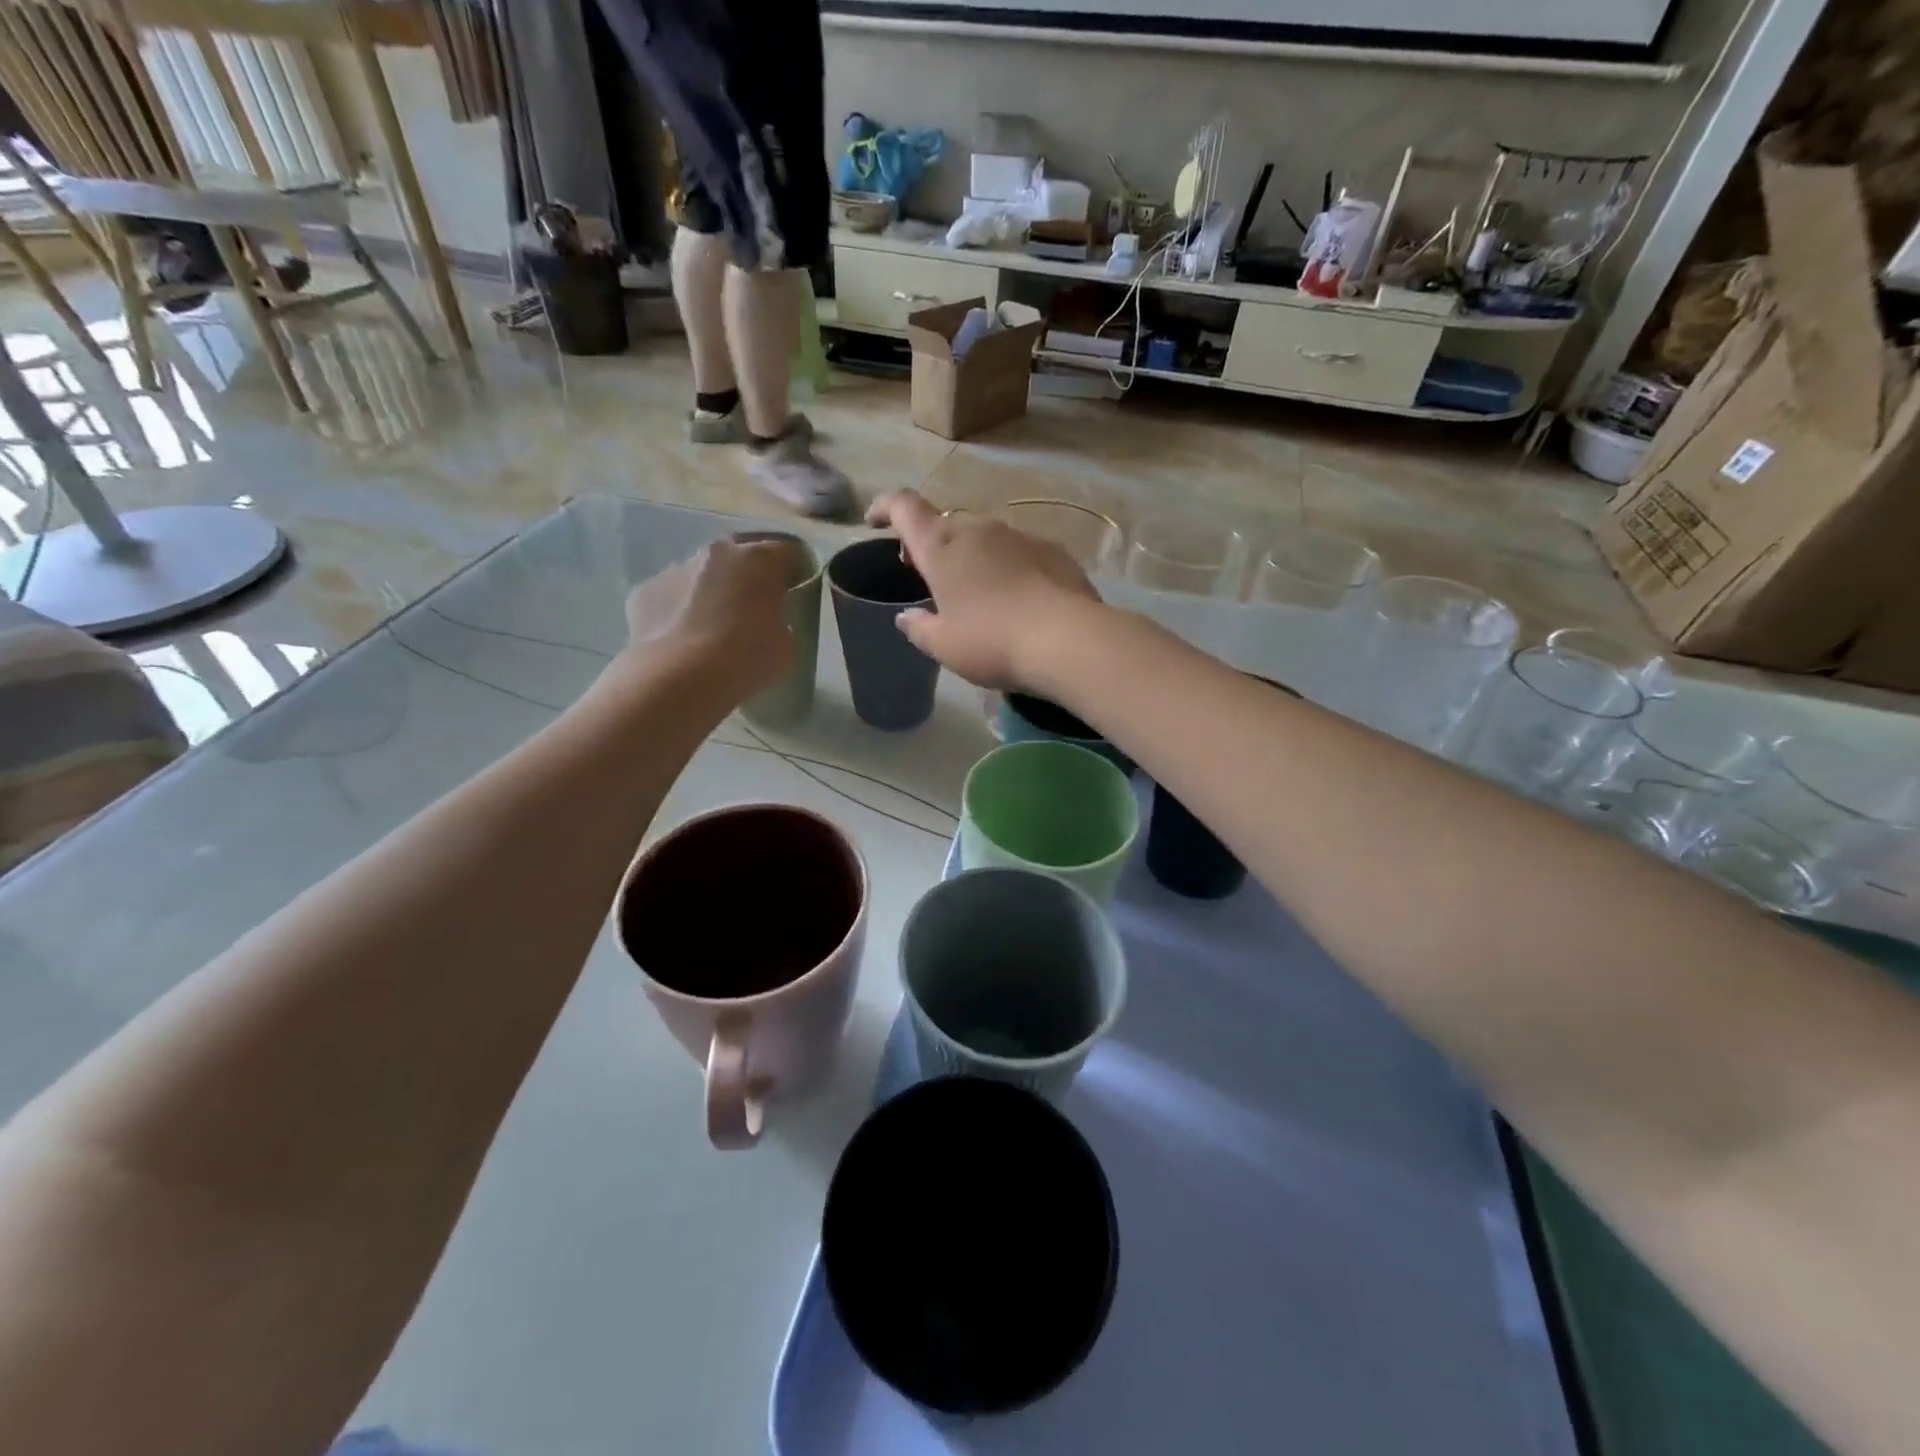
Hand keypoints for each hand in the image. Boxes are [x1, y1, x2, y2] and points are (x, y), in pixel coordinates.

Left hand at [621, 538, 794, 699]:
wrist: (680, 678)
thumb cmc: (746, 659)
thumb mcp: (785, 644)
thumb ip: (779, 621)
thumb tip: (766, 620)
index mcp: (758, 560)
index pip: (785, 552)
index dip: (791, 572)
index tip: (791, 594)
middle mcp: (716, 553)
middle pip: (738, 556)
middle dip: (745, 578)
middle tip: (750, 611)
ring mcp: (675, 569)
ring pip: (700, 575)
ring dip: (709, 593)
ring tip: (710, 632)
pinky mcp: (645, 591)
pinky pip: (670, 596)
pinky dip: (677, 612)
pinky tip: (681, 643)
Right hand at [866, 490, 1101, 689]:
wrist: (1067, 639)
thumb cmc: (992, 641)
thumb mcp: (944, 645)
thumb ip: (919, 628)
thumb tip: (907, 617)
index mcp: (941, 547)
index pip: (904, 507)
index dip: (885, 507)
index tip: (875, 522)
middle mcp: (978, 529)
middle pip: (945, 523)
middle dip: (931, 542)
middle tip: (928, 575)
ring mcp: (1018, 535)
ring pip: (983, 536)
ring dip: (971, 555)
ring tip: (975, 591)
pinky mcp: (1052, 550)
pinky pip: (1018, 550)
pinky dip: (1006, 565)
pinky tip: (1016, 598)